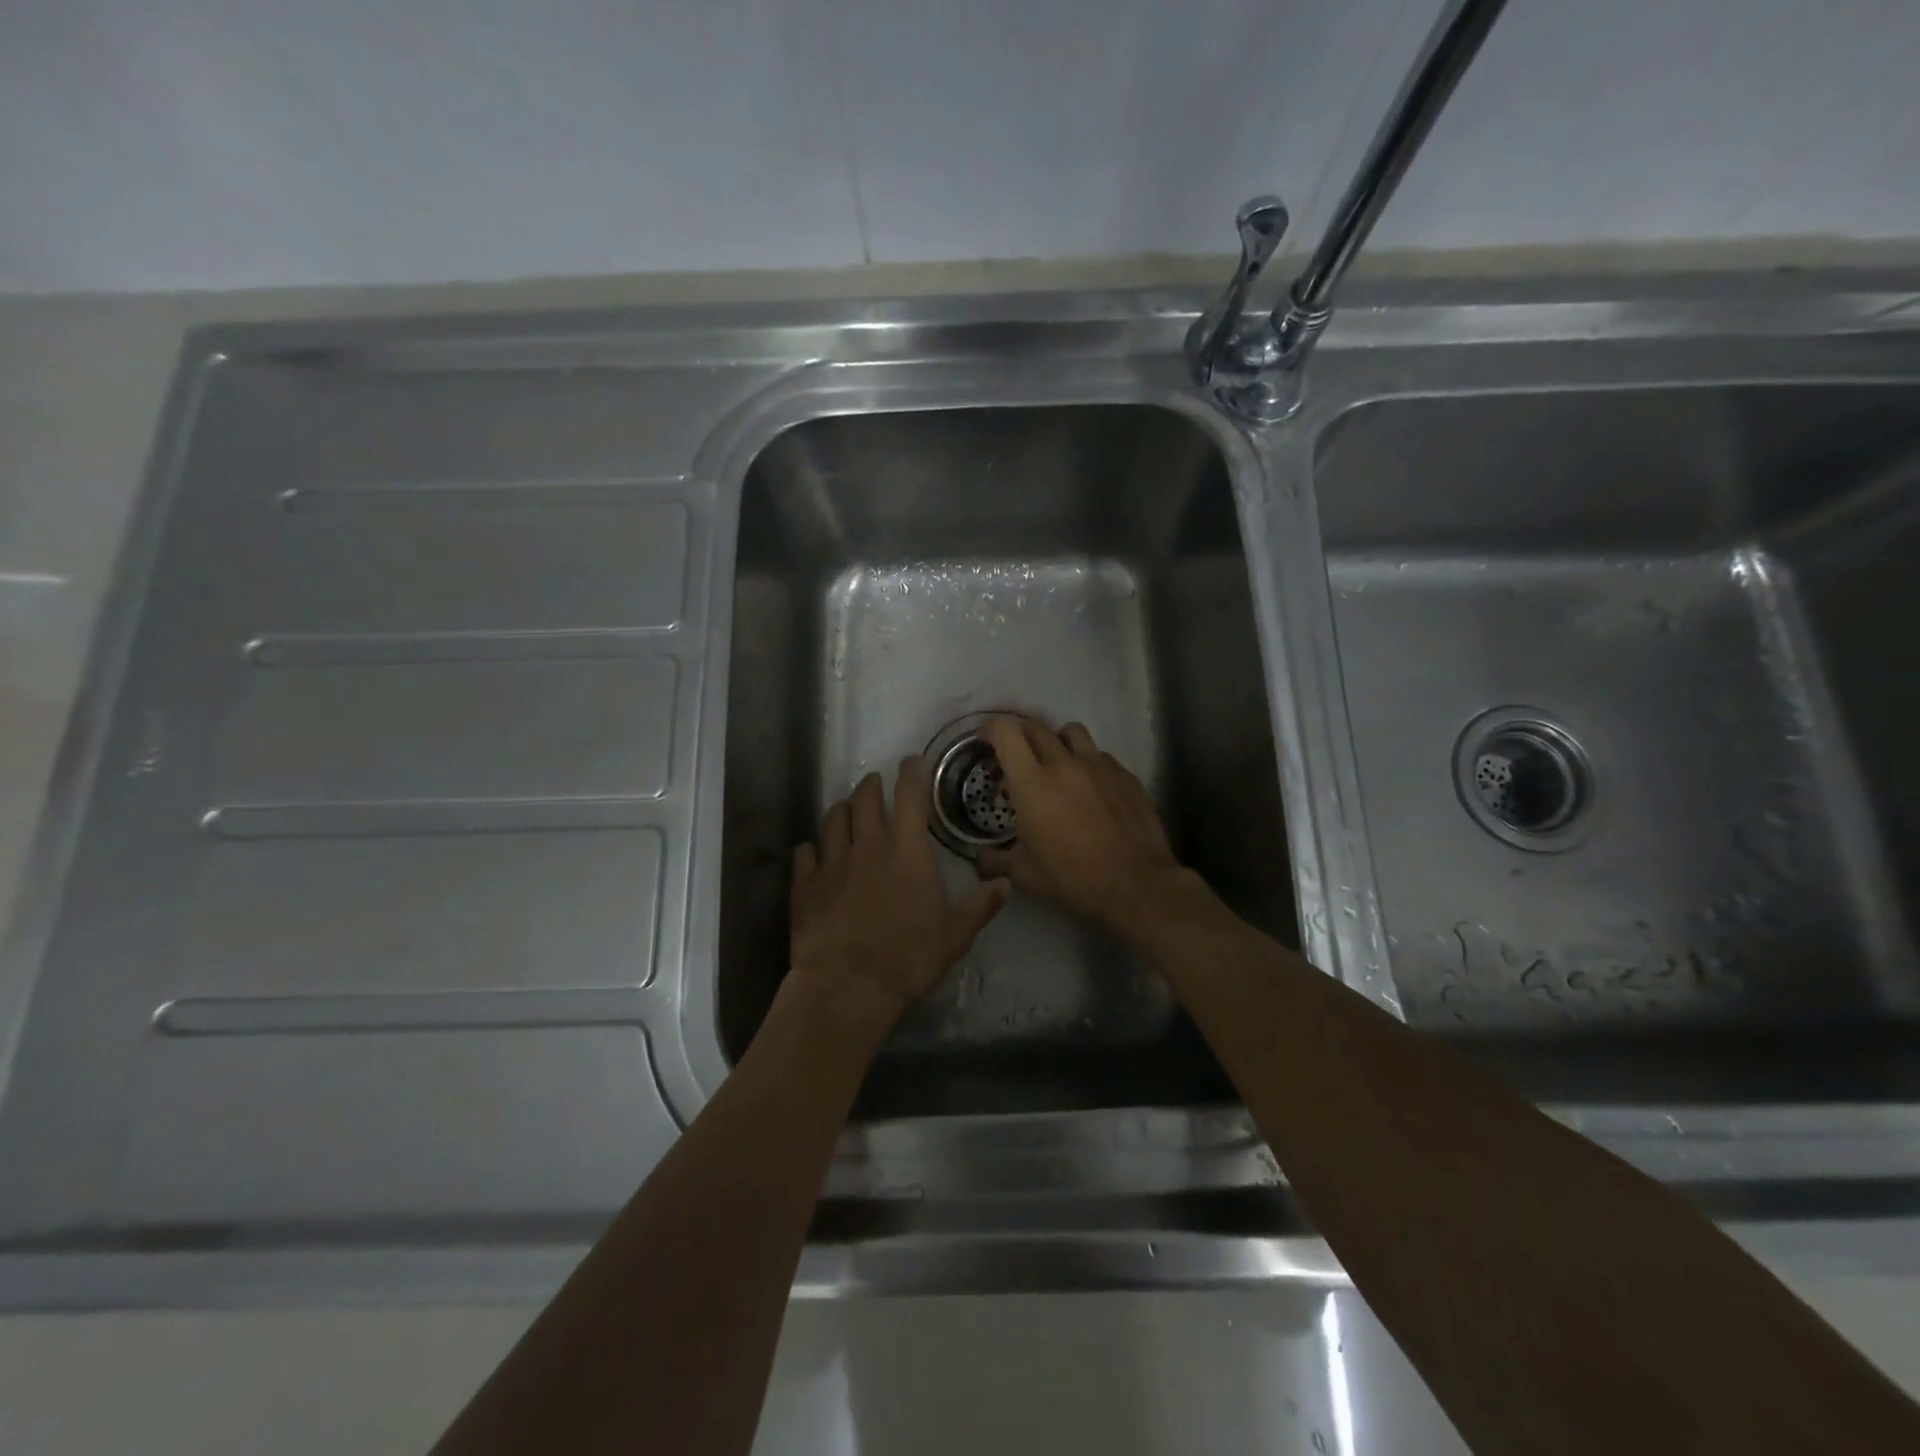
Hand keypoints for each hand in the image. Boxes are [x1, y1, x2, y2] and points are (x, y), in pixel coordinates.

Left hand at [789, 759, 1009, 1036]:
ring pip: (833, 819)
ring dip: (842, 809)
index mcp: (907, 852)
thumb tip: (1004, 883)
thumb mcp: (955, 935)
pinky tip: (813, 853)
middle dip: (872, 785)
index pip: (910, 797)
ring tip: (847, 810)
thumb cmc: (907, 958)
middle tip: (876, 783)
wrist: (847, 985)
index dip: (911, 773)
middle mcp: (868, 846)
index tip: (911, 760)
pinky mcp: (805, 884)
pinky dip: (811, 848)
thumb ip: (980, 906)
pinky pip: (804, 853)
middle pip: (865, 799)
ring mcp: (832, 862)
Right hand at [977, 717, 1184, 936]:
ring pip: (1072, 732)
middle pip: (1036, 727)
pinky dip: (1088, 762)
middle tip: (1016, 757)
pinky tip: (1090, 786)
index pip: (1005, 732)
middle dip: (1020, 735)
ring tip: (1056, 762)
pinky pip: (1100, 755)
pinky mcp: (1125, 774)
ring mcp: (1099, 765)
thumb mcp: (1025, 874)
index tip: (985, 743)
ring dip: (1057, 741)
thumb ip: (995, 861)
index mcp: (1032, 783)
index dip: (990, 730)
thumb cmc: (1073, 878)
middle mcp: (1064, 764)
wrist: (1136, 885)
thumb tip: (980, 861)